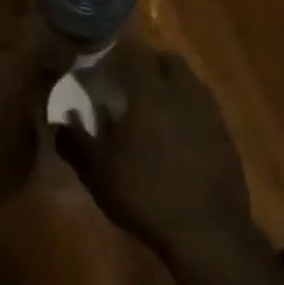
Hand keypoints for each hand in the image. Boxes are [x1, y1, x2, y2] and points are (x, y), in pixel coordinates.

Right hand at [54, 43, 261, 267]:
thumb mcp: (98, 173)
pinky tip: (175, 139)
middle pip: (167, 61)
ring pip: (189, 83)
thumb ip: (75, 143)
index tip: (101, 64)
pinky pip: (202, 109)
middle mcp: (184, 93)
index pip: (135, 52)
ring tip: (150, 111)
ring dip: (169, 87)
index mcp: (151, 92)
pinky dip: (187, 112)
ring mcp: (210, 114)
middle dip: (147, 65)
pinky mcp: (225, 136)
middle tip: (126, 85)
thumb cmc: (145, 194)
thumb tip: (58, 123)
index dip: (117, 53)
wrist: (207, 231)